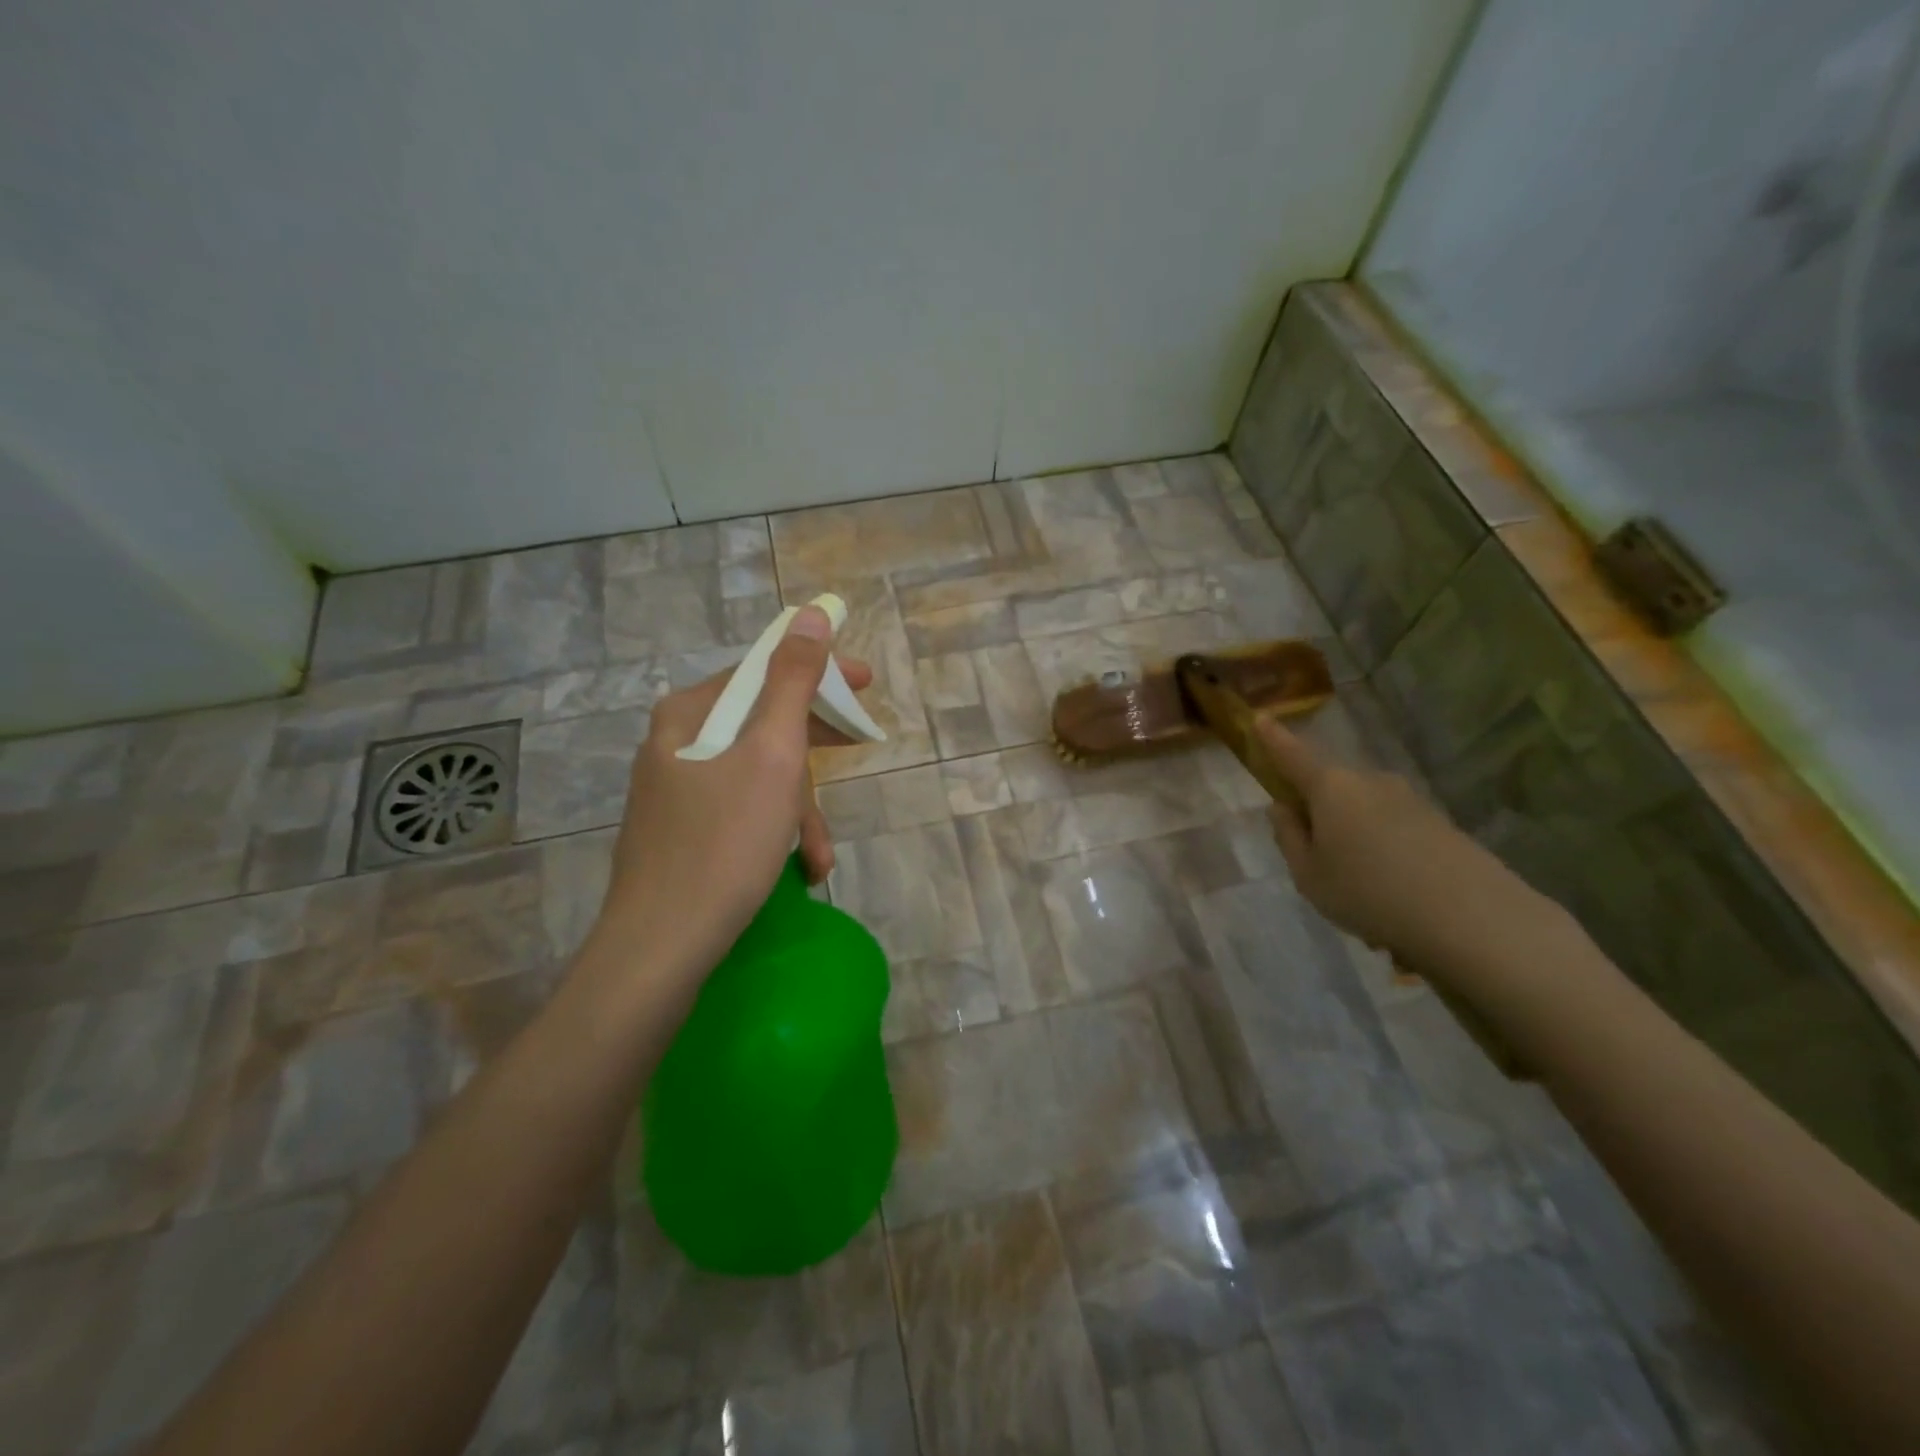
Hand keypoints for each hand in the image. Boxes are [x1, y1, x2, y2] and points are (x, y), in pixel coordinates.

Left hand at [594, 605, 872, 975]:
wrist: (661, 949)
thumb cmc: (724, 843)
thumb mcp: (771, 755)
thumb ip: (792, 681)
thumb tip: (809, 615)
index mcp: (689, 714)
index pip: (763, 671)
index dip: (818, 674)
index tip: (865, 684)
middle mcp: (675, 744)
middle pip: (762, 725)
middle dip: (812, 753)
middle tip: (859, 748)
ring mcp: (674, 792)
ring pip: (756, 776)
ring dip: (798, 809)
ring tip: (819, 855)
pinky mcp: (681, 834)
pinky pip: (741, 812)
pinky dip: (774, 832)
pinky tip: (797, 869)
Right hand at [1257, 716, 1549, 962]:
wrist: (1473, 918)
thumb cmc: (1368, 893)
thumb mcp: (1308, 875)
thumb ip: (1290, 837)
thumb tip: (1283, 808)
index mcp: (1330, 788)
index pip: (1292, 755)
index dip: (1273, 738)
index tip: (1260, 718)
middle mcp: (1370, 782)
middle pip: (1331, 788)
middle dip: (1319, 813)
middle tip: (1316, 860)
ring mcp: (1409, 800)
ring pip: (1364, 814)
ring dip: (1354, 842)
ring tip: (1360, 896)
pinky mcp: (1439, 823)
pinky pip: (1394, 832)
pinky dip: (1385, 857)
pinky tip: (1393, 900)